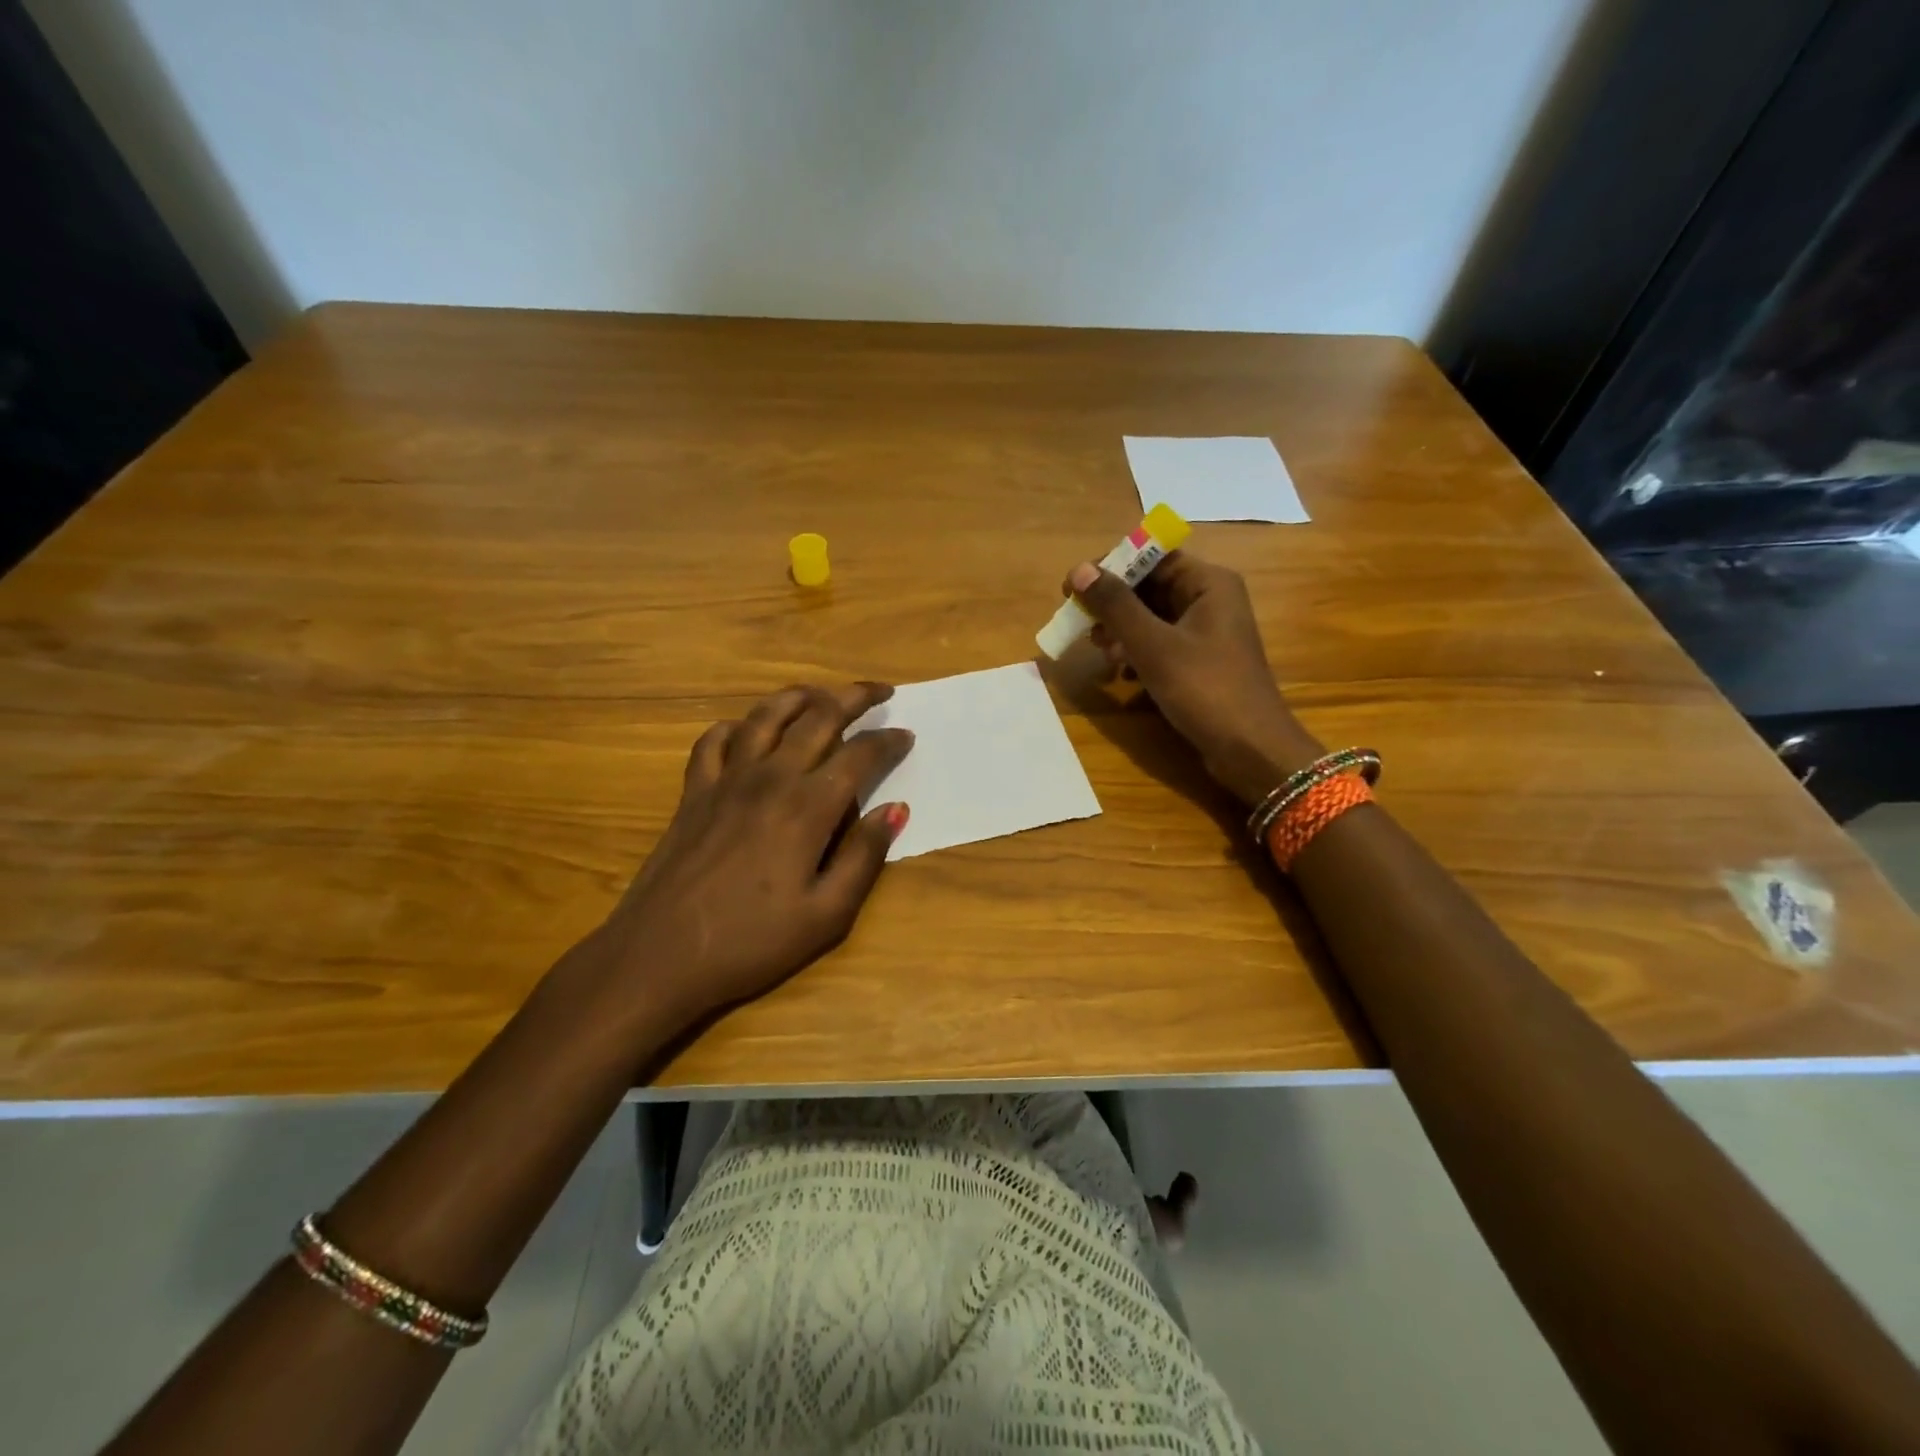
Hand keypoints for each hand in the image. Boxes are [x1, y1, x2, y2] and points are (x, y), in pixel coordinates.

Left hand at [586, 682, 913, 1027]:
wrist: (658, 956)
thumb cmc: (751, 942)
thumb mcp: (826, 915)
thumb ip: (864, 857)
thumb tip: (896, 809)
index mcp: (808, 807)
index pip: (860, 755)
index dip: (887, 741)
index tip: (906, 735)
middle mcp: (769, 778)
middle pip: (817, 717)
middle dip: (853, 697)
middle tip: (879, 691)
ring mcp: (726, 781)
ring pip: (765, 716)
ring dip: (798, 696)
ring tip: (820, 693)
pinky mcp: (693, 793)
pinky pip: (713, 741)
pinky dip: (735, 726)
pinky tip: (745, 730)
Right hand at [1066, 551, 1322, 803]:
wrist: (1251, 751)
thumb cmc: (1205, 689)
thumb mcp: (1154, 646)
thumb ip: (1116, 606)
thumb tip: (1079, 569)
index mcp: (1209, 583)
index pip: (1152, 556)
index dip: (1111, 567)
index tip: (1073, 587)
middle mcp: (1210, 600)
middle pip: (1150, 586)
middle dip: (1113, 604)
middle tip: (1081, 624)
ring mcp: (1207, 633)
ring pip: (1152, 617)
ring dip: (1121, 630)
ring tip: (1099, 652)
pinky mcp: (1200, 662)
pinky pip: (1160, 644)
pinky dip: (1137, 652)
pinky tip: (1120, 673)